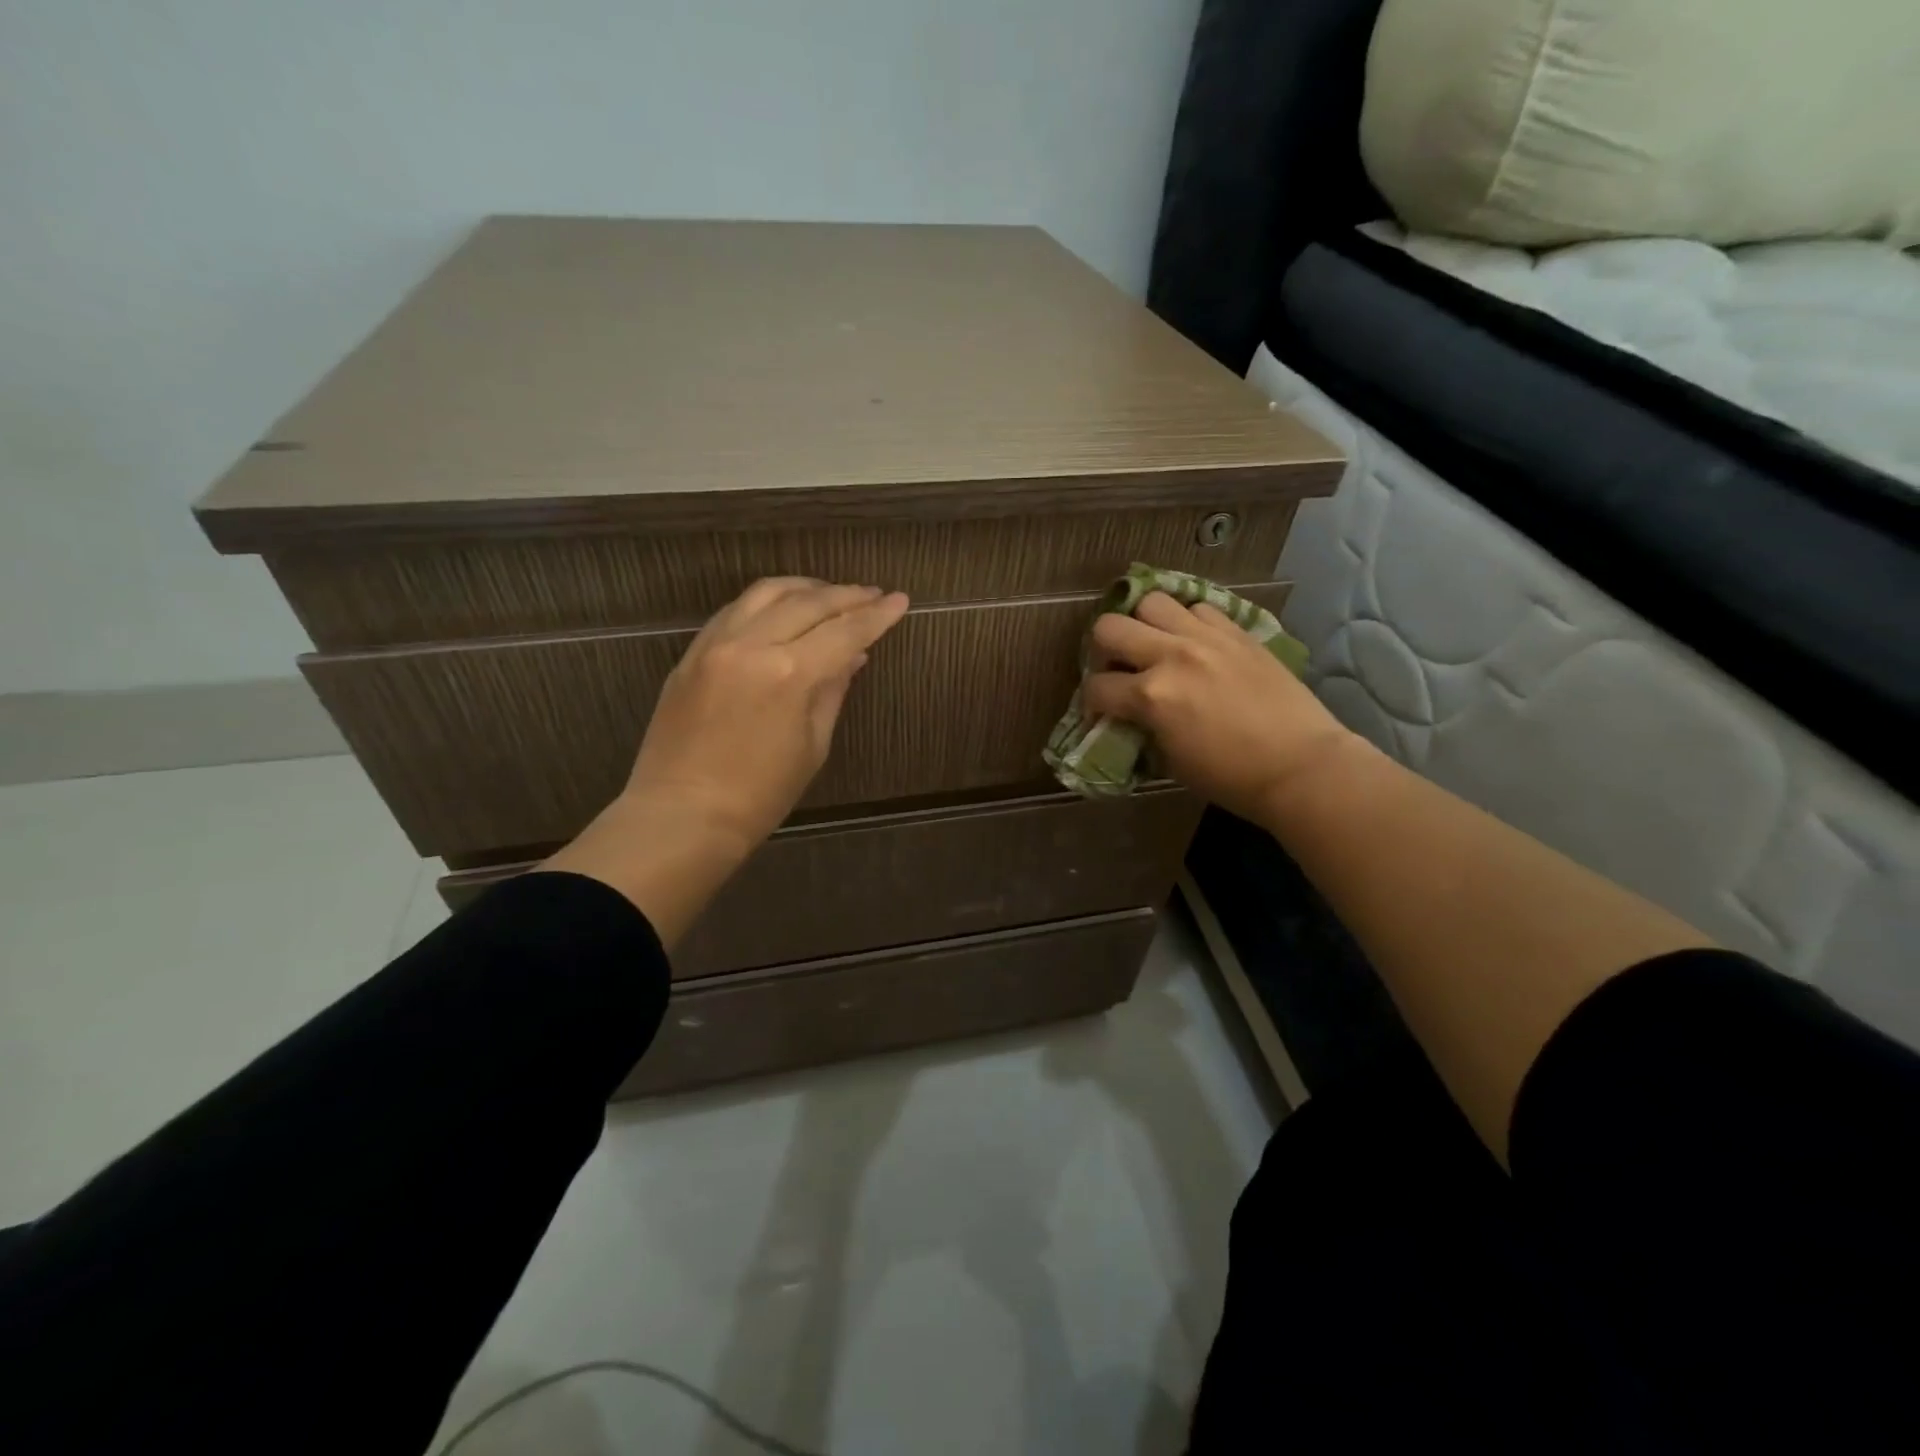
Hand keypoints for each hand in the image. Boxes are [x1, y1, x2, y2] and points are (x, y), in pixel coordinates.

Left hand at [546, 578, 909, 943]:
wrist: (682, 815)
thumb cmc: (759, 794)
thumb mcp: (812, 746)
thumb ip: (832, 691)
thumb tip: (853, 656)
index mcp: (789, 673)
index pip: (845, 630)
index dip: (877, 615)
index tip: (900, 600)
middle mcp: (752, 644)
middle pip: (808, 602)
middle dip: (847, 595)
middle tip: (873, 594)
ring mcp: (716, 644)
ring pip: (766, 593)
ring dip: (805, 588)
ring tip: (830, 594)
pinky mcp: (692, 652)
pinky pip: (734, 609)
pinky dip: (766, 601)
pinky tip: (782, 609)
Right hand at [1084, 592, 1358, 825]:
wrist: (1300, 766)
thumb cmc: (1231, 777)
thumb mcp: (1170, 760)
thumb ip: (1142, 727)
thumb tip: (1129, 714)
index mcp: (1151, 695)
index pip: (1096, 687)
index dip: (1091, 703)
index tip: (1101, 714)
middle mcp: (1172, 656)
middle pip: (1109, 627)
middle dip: (1103, 651)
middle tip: (1118, 670)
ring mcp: (1206, 638)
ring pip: (1152, 602)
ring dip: (1144, 624)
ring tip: (1155, 646)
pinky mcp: (1236, 632)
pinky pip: (1198, 608)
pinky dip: (1187, 622)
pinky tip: (1194, 643)